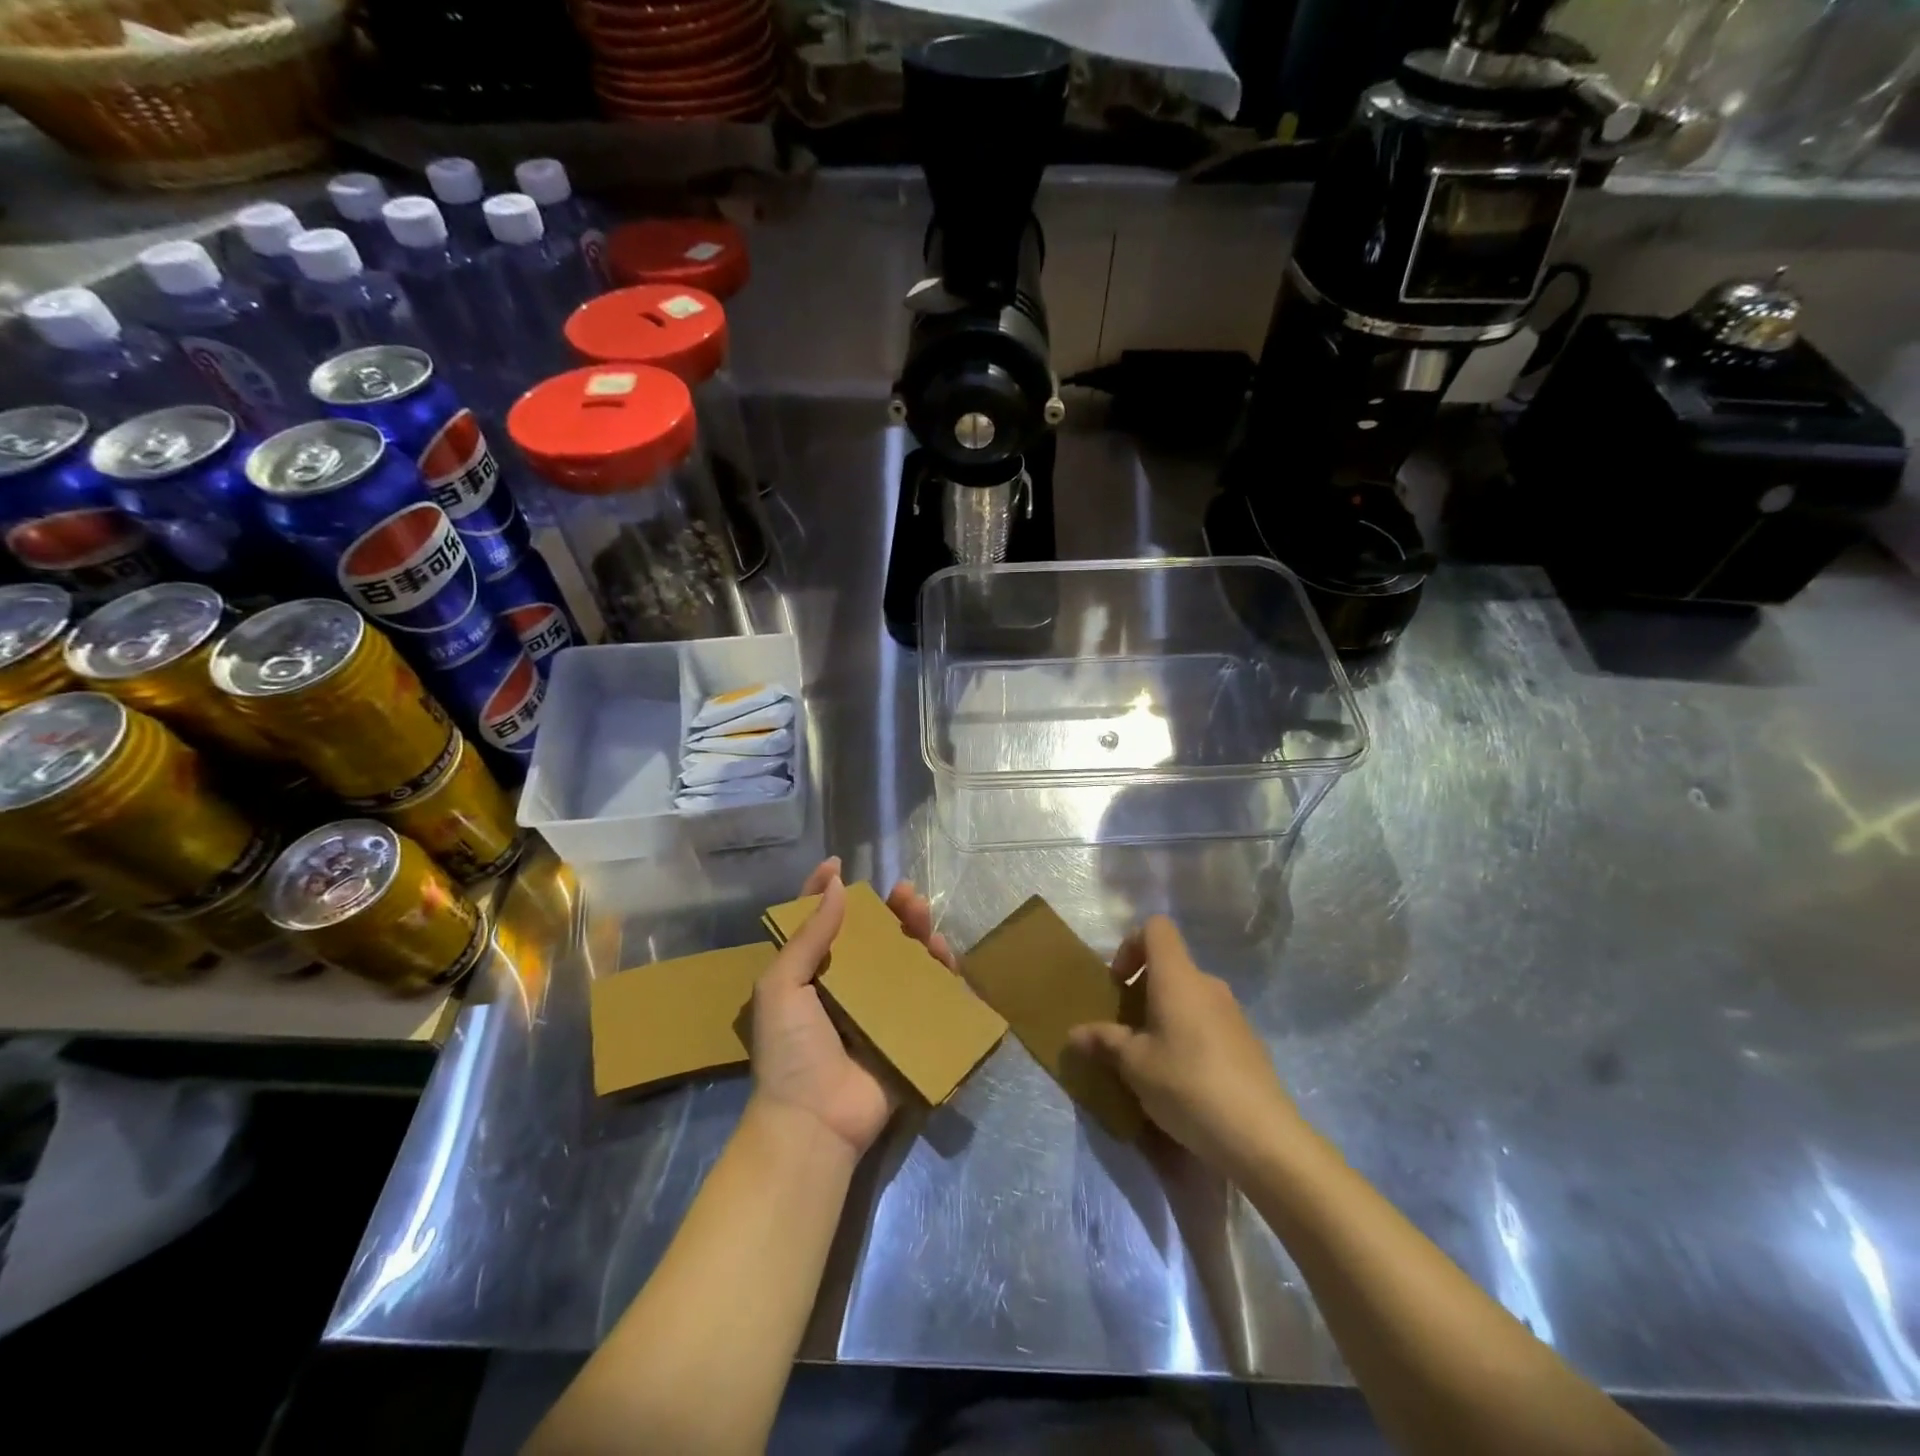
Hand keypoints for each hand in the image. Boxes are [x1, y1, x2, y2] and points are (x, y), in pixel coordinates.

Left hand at [748, 859, 955, 1157]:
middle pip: (873, 938)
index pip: (817, 922)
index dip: (824, 891)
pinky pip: (929, 996)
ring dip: (917, 934)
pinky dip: (939, 973)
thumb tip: (834, 884)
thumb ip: (808, 936)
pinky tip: (943, 954)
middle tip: (906, 893)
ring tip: (924, 918)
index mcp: (811, 975)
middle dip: (890, 910)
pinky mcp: (908, 1032)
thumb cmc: (790, 1050)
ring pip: (905, 961)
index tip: (838, 864)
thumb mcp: (782, 987)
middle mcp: (847, 987)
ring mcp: (880, 1010)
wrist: (815, 1121)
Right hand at [1069, 916, 1302, 1174]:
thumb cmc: (1187, 1084)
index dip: (1131, 945)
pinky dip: (1189, 1036)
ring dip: (1165, 1015)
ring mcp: (1233, 1012)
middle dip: (1143, 989)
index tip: (1119, 983)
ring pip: (1190, 996)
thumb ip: (1104, 1041)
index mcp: (1178, 977)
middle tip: (1126, 1029)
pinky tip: (1184, 1080)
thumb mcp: (1134, 1065)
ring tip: (1151, 1059)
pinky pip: (1208, 1022)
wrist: (1261, 1136)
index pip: (1156, 927)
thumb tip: (1075, 1033)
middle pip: (1171, 965)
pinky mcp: (1248, 1041)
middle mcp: (1208, 984)